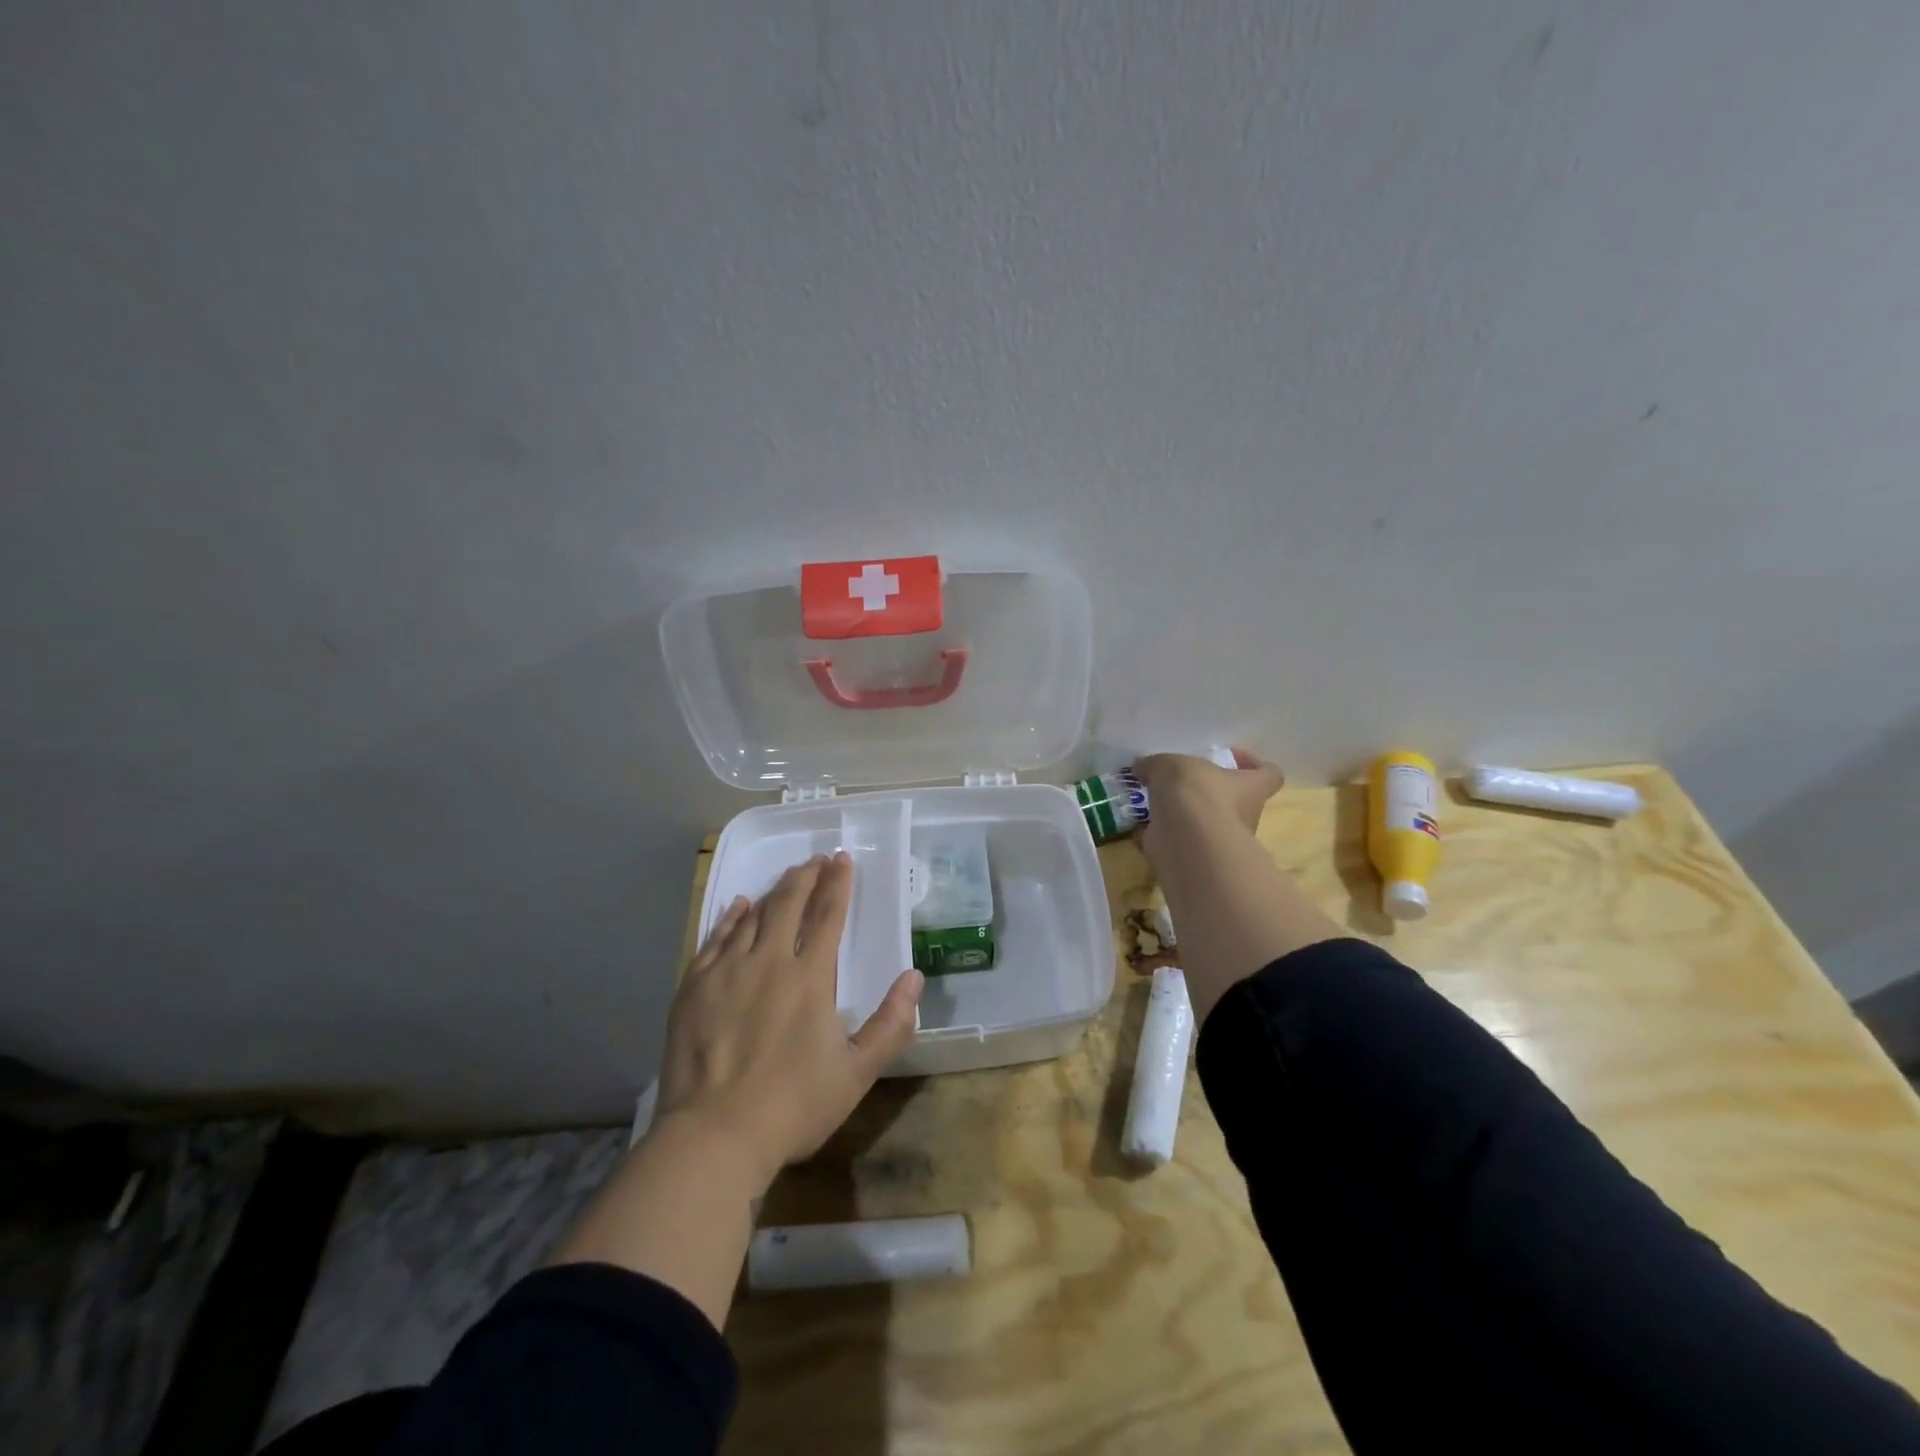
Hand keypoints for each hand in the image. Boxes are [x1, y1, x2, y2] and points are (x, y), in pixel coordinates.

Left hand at [656, 852, 922, 1189]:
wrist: (713, 1137)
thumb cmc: (793, 1106)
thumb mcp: (857, 1073)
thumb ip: (891, 1023)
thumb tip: (914, 977)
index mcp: (811, 977)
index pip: (828, 915)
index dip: (838, 884)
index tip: (843, 860)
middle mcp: (769, 961)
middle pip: (789, 904)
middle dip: (806, 877)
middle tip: (816, 859)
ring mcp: (727, 971)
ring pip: (753, 916)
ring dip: (774, 892)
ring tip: (786, 878)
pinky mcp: (694, 986)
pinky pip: (715, 938)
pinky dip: (731, 917)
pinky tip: (739, 906)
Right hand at [1134, 748, 1284, 853]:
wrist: (1185, 840)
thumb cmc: (1196, 792)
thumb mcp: (1170, 764)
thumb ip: (1156, 764)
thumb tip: (1143, 766)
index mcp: (1251, 788)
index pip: (1269, 774)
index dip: (1254, 764)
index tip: (1230, 758)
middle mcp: (1244, 816)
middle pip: (1236, 801)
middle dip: (1211, 793)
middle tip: (1182, 782)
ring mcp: (1222, 841)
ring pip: (1208, 824)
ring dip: (1186, 815)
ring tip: (1156, 802)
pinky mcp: (1198, 858)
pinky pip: (1183, 842)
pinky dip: (1165, 835)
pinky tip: (1143, 824)